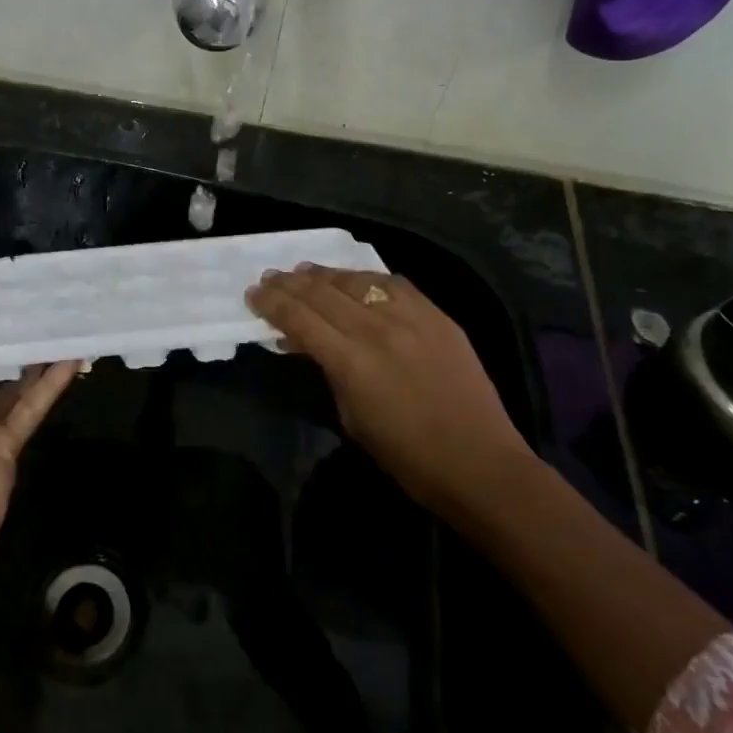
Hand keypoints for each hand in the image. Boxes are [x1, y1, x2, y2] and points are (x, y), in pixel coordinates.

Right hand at [246, 265, 531, 512]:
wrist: (479, 462)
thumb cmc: (407, 457)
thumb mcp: (352, 418)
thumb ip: (328, 371)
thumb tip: (305, 344)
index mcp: (351, 362)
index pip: (300, 319)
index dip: (272, 303)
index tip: (254, 294)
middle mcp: (378, 329)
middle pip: (323, 294)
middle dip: (290, 283)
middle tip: (270, 277)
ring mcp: (411, 318)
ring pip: (358, 281)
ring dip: (326, 274)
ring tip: (305, 270)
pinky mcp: (437, 316)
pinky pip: (396, 284)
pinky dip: (369, 278)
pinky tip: (357, 278)